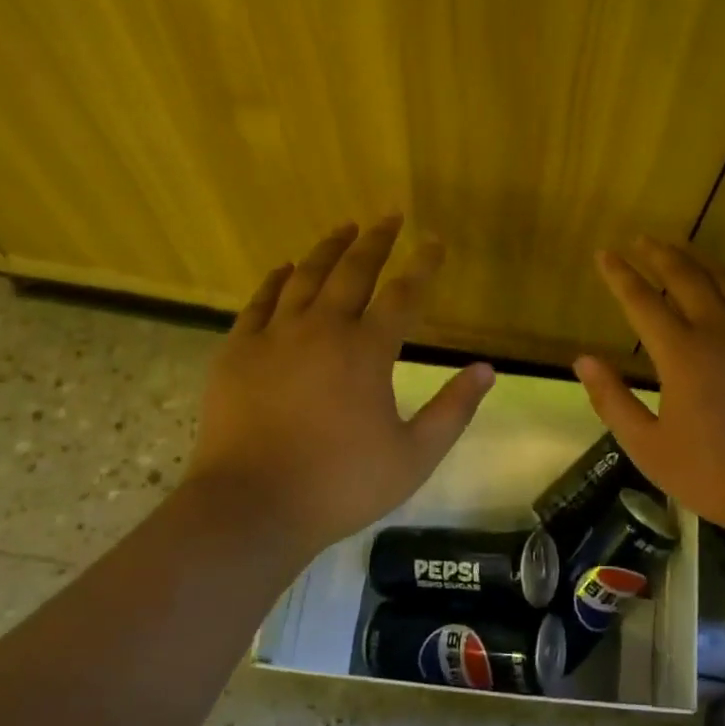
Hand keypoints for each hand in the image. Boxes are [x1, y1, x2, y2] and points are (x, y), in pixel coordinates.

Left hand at [186, 216, 494, 558]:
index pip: (404, 295)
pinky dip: (275, 280)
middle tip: (389, 217)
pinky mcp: (237, 352)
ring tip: (344, 228)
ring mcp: (274, 337)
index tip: (435, 242)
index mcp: (367, 352)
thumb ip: (453, 410)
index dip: (423, 265)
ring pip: (305, 278)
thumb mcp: (414, 456)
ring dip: (328, 249)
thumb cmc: (340, 485)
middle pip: (353, 272)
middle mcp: (322, 330)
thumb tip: (487, 370)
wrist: (252, 508)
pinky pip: (258, 302)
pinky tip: (285, 269)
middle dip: (376, 241)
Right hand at [572, 238, 724, 544]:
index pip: (642, 301)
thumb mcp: (649, 447)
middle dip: (659, 255)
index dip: (620, 275)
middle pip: (685, 278)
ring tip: (680, 248)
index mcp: (682, 354)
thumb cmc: (716, 476)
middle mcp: (720, 331)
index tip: (604, 254)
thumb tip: (583, 360)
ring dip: (698, 261)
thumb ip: (613, 400)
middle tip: (640, 239)